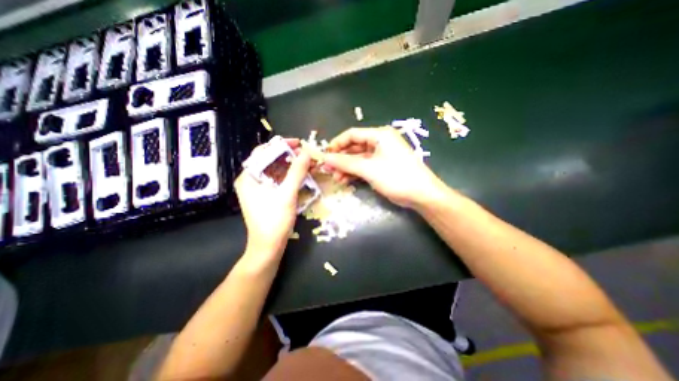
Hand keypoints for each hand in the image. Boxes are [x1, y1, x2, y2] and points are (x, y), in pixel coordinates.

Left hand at [237, 140, 308, 261]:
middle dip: (289, 156)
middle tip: (305, 154)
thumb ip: (297, 172)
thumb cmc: (274, 221)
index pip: (263, 152)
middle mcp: (251, 180)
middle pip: (270, 160)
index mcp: (249, 177)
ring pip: (276, 170)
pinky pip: (278, 180)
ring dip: (291, 166)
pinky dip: (290, 176)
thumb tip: (306, 153)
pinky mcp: (266, 196)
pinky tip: (302, 175)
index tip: (299, 143)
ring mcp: (258, 189)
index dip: (281, 145)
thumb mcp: (287, 194)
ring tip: (307, 163)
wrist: (268, 247)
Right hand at [322, 127, 446, 208]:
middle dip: (341, 159)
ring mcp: (381, 155)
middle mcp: (380, 142)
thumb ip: (346, 163)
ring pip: (358, 159)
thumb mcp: (369, 169)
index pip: (352, 134)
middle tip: (328, 169)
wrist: (421, 195)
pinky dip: (355, 173)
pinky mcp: (382, 167)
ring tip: (336, 178)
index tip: (325, 155)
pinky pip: (364, 167)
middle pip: (354, 147)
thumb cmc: (396, 177)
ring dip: (346, 168)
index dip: (337, 143)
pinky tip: (345, 181)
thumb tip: (325, 158)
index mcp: (379, 135)